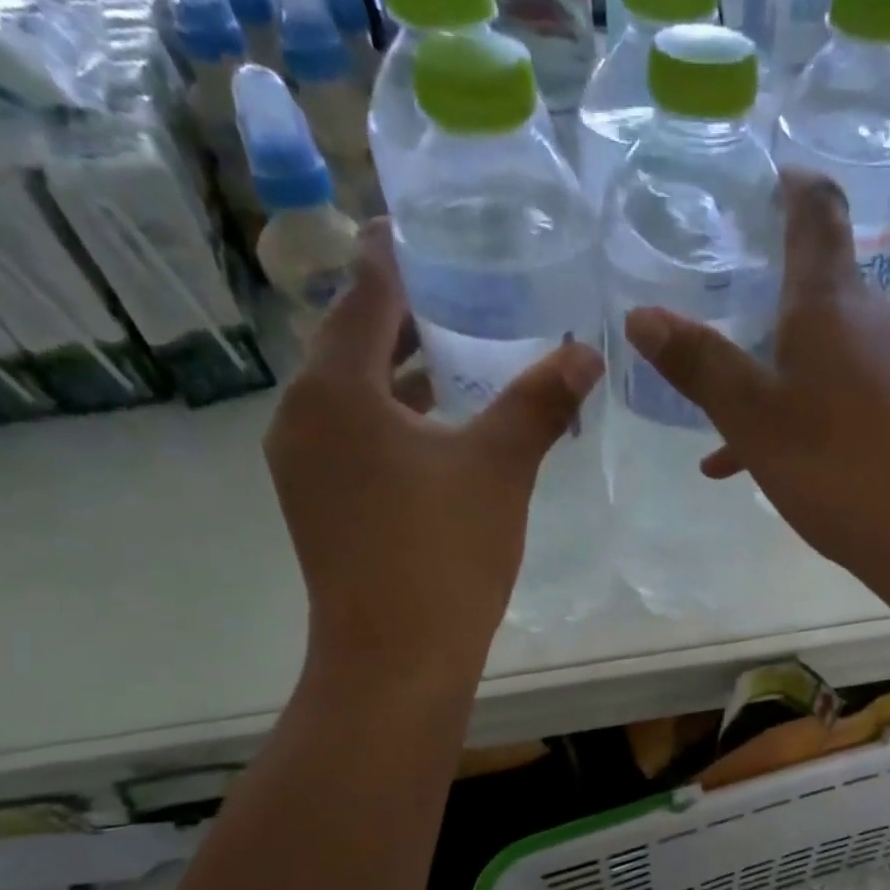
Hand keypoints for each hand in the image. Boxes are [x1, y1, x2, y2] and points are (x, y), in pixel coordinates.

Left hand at [266, 222, 603, 685]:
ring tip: (464, 359)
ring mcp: (305, 468)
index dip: (397, 258)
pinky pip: (356, 441)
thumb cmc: (443, 553)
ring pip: (355, 399)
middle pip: (354, 346)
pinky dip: (396, 424)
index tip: (426, 230)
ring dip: (405, 377)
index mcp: (336, 389)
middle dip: (408, 319)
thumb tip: (586, 352)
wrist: (396, 659)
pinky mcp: (320, 508)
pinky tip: (443, 436)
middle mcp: (303, 418)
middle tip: (466, 293)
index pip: (365, 295)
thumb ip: (540, 402)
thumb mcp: (501, 468)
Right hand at [622, 170, 889, 587]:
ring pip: (815, 349)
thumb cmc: (838, 464)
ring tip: (711, 405)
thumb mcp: (753, 416)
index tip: (752, 186)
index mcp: (829, 301)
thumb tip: (641, 315)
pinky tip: (746, 462)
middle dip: (756, 290)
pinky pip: (833, 395)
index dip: (785, 183)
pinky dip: (791, 412)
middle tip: (705, 303)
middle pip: (811, 282)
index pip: (814, 207)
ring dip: (764, 367)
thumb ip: (699, 364)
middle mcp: (868, 319)